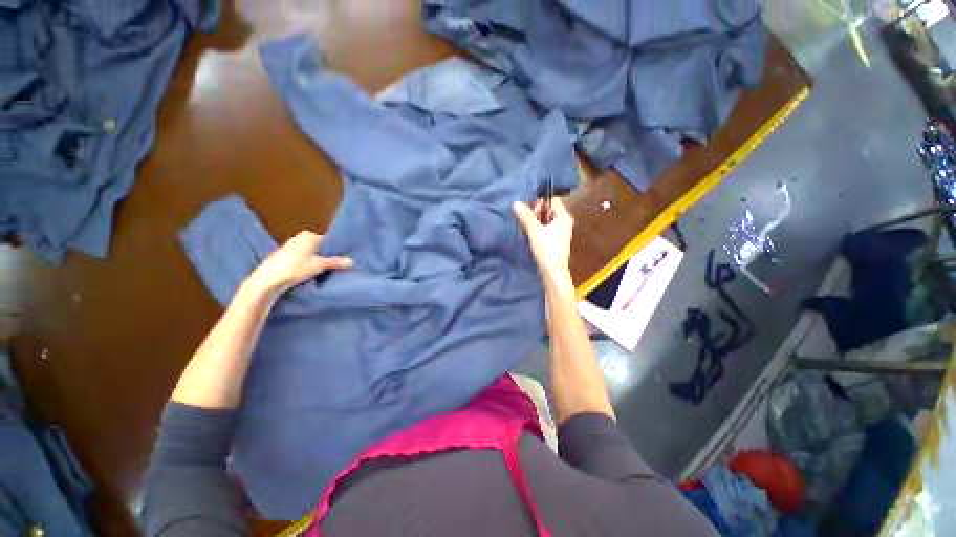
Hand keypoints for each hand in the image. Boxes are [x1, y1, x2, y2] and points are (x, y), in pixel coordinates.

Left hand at [245, 231, 353, 297]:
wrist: (268, 280)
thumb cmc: (296, 268)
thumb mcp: (320, 265)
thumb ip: (337, 262)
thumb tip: (353, 261)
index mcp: (310, 235)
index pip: (329, 241)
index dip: (337, 250)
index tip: (344, 259)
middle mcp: (300, 237)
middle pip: (320, 246)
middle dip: (327, 255)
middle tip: (338, 265)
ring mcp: (290, 246)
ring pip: (310, 252)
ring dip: (317, 260)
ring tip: (327, 270)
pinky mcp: (283, 256)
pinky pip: (302, 257)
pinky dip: (307, 263)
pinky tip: (311, 272)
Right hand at [513, 197, 573, 286]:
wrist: (553, 272)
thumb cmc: (546, 249)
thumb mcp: (534, 231)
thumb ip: (526, 216)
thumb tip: (516, 203)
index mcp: (563, 217)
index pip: (553, 200)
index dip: (541, 202)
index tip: (530, 211)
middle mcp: (564, 222)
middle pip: (548, 210)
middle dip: (536, 213)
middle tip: (527, 221)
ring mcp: (560, 232)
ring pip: (545, 220)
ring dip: (535, 223)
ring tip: (526, 229)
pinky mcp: (555, 240)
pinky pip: (545, 229)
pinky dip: (537, 230)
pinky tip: (529, 236)